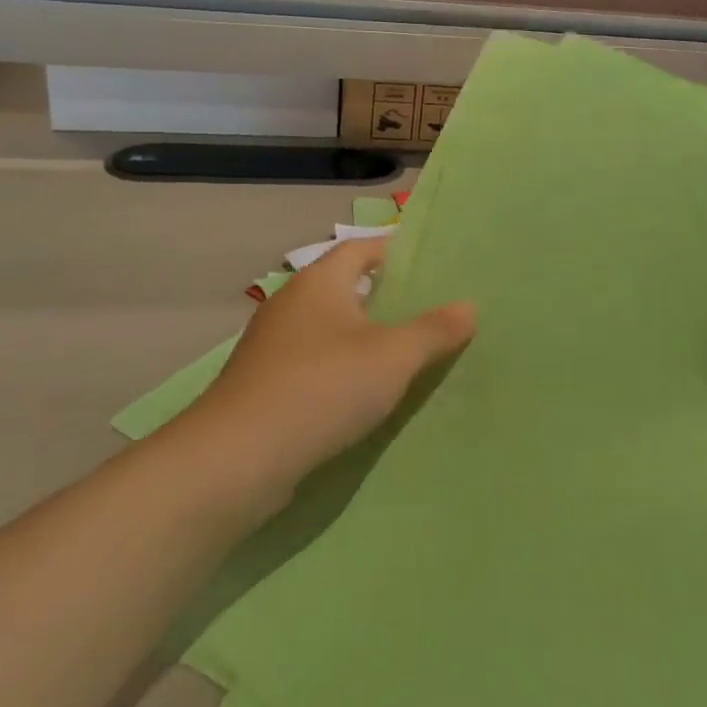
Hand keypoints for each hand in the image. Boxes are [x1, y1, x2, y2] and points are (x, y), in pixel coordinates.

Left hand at [193, 239, 474, 504]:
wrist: (237, 458)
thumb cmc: (323, 387)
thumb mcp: (392, 358)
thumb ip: (434, 331)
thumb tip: (469, 306)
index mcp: (320, 282)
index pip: (361, 248)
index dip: (393, 251)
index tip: (426, 264)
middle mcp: (291, 303)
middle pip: (343, 287)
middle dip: (381, 296)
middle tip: (424, 310)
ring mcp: (270, 345)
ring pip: (326, 328)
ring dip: (359, 336)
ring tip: (399, 353)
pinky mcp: (260, 384)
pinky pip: (310, 362)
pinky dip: (337, 368)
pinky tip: (359, 394)